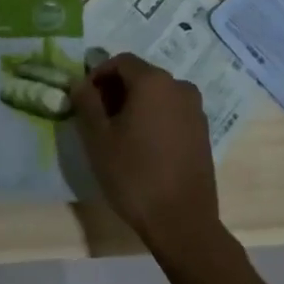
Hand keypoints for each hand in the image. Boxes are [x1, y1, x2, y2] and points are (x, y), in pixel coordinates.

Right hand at [69, 54, 219, 251]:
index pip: (120, 61)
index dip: (98, 74)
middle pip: (141, 75)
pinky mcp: (203, 132)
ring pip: (158, 94)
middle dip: (117, 89)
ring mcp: (195, 110)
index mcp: (153, 81)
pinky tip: (143, 145)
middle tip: (98, 116)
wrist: (182, 222)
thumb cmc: (134, 174)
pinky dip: (155, 117)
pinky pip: (172, 112)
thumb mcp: (98, 138)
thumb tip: (80, 82)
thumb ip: (86, 102)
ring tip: (119, 133)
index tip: (85, 98)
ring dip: (136, 104)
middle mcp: (179, 86)